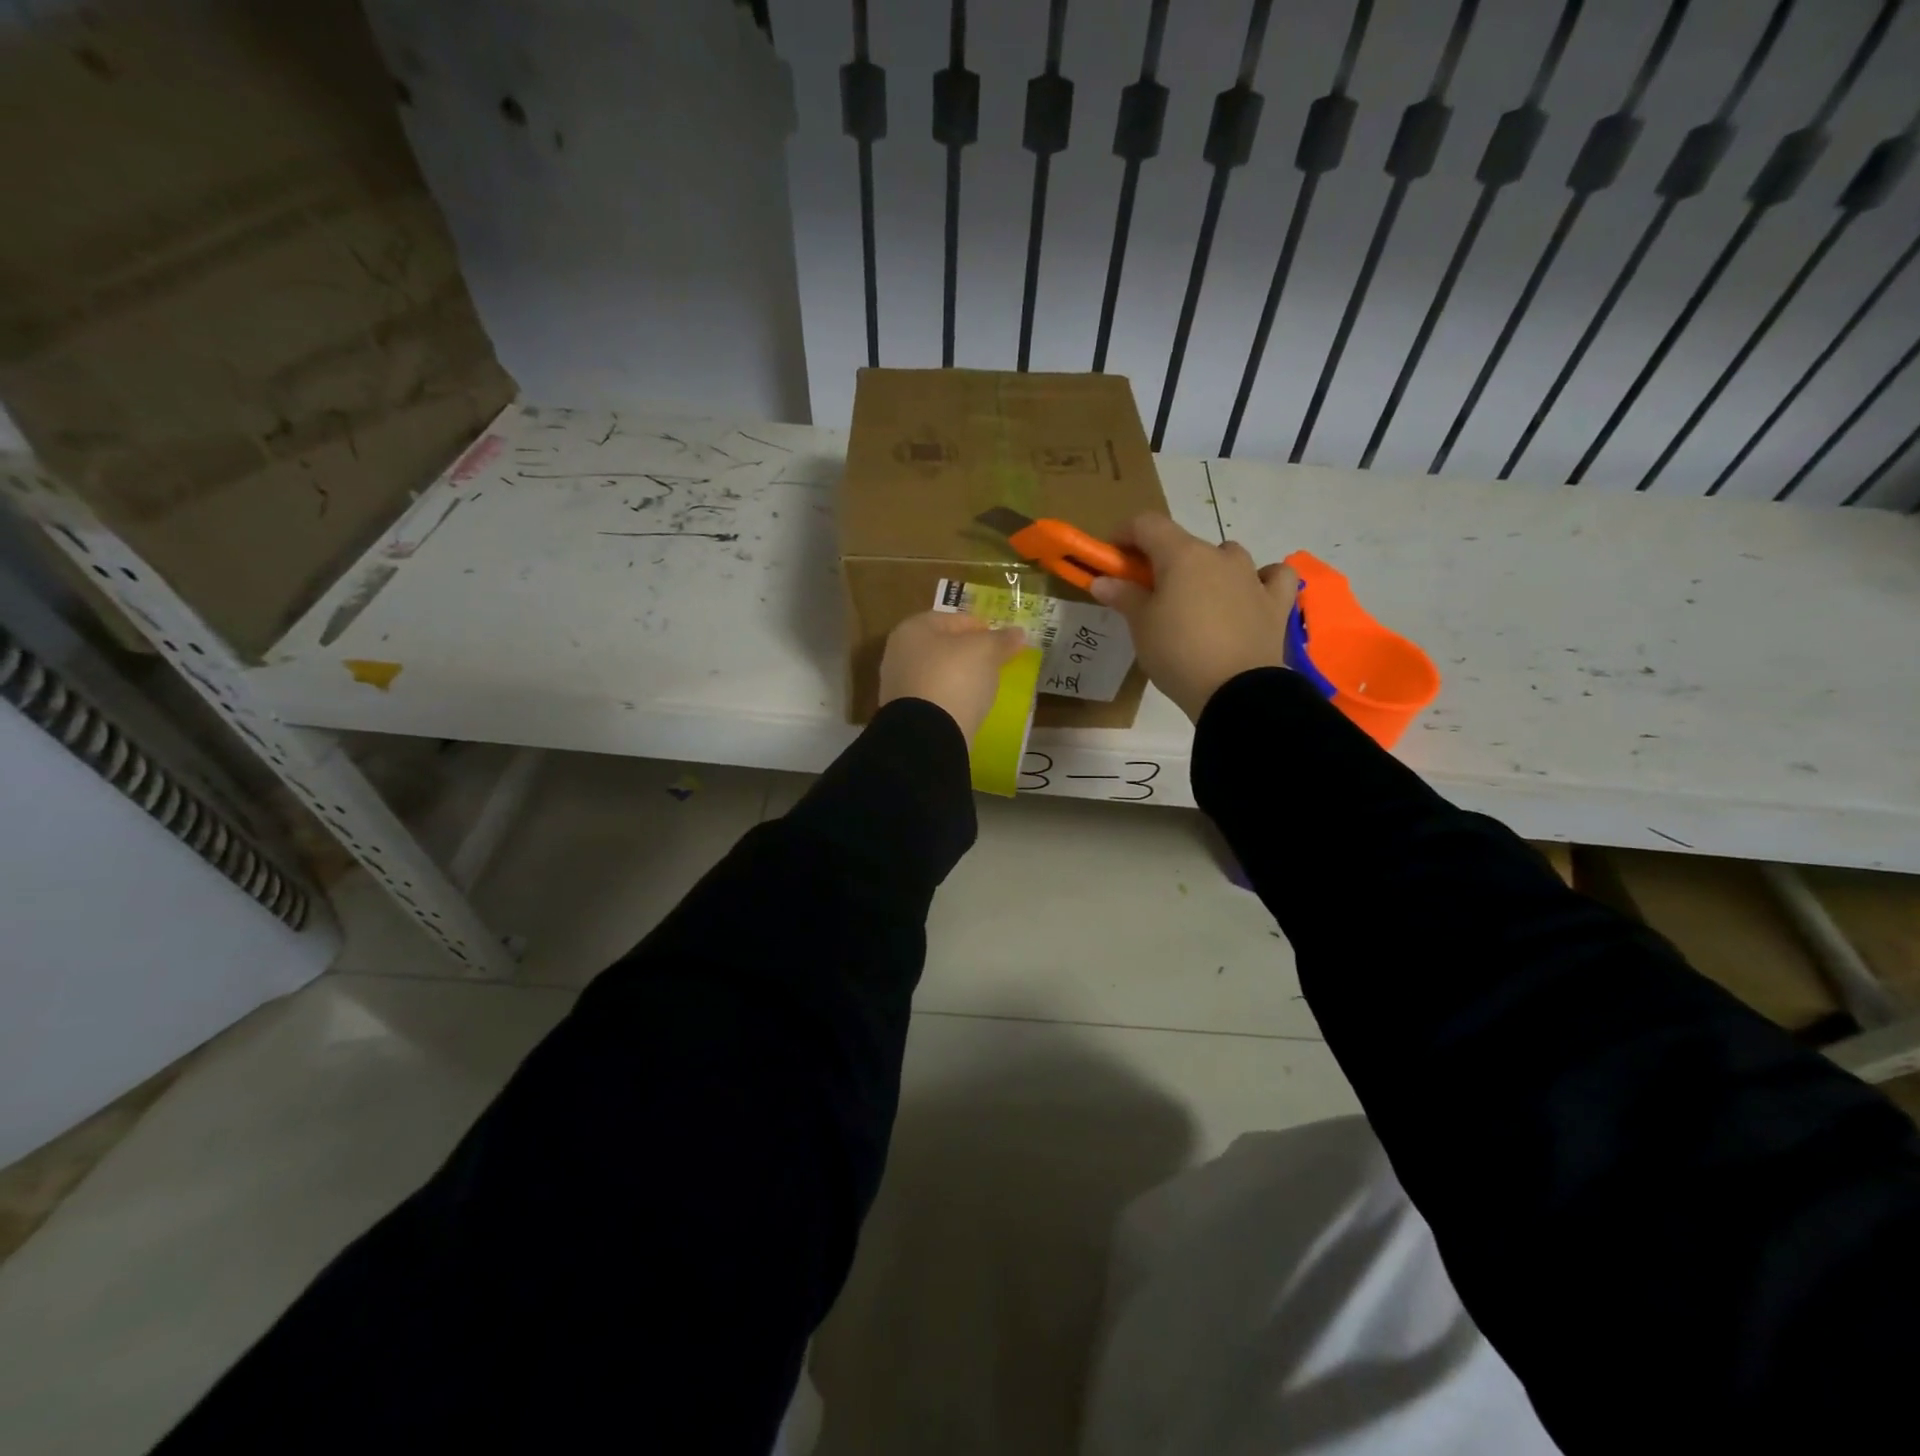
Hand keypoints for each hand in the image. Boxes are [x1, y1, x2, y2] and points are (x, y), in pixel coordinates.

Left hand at [878, 610, 1028, 742]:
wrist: (927, 734)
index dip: (981, 627)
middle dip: (969, 653)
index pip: (953, 619)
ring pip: (937, 673)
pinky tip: (968, 707)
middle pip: (943, 647)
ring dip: (960, 677)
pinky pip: (935, 698)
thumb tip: (1018, 633)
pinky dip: (951, 699)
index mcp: (913, 628)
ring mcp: (898, 685)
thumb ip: (1001, 640)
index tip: (1002, 643)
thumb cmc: (954, 678)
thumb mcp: (985, 652)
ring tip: (985, 687)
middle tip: (996, 664)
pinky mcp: (904, 714)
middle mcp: (899, 653)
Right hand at [1089, 513, 1297, 721]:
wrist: (1236, 691)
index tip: (1112, 557)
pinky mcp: (1276, 602)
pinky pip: (1272, 576)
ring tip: (1195, 601)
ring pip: (1226, 556)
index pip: (1147, 524)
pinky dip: (1260, 579)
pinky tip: (1249, 594)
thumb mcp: (1141, 626)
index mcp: (1182, 555)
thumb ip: (1123, 597)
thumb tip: (1101, 581)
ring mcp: (1252, 577)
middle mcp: (1220, 556)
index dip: (1125, 535)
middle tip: (1147, 592)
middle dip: (1162, 561)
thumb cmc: (1178, 653)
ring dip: (1207, 569)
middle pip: (1184, 543)